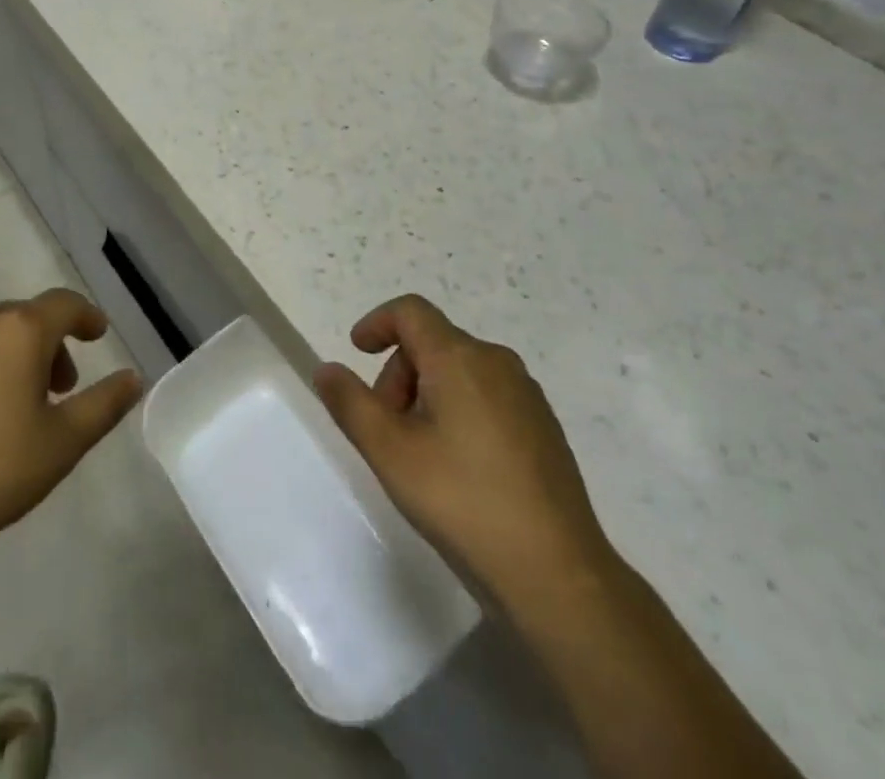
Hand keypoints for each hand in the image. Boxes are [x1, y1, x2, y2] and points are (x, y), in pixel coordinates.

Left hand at [0, 288, 142, 563]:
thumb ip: (104, 404)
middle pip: (25, 318)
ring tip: (15, 405)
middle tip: (60, 388)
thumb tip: (133, 378)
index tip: (97, 334)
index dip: (86, 316)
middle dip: (50, 344)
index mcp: (20, 331)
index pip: (64, 304)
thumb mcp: (64, 443)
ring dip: (11, 356)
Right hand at [314, 295, 612, 609]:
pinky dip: (457, 410)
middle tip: (385, 429)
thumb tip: (326, 369)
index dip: (377, 323)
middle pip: (432, 343)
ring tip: (419, 453)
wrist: (558, 574)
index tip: (356, 352)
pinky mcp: (543, 426)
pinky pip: (486, 395)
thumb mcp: (390, 452)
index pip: (410, 311)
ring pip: (459, 370)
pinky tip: (457, 467)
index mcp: (460, 358)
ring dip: (425, 394)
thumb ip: (351, 403)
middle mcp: (497, 362)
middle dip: (398, 374)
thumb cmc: (463, 502)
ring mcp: (526, 394)